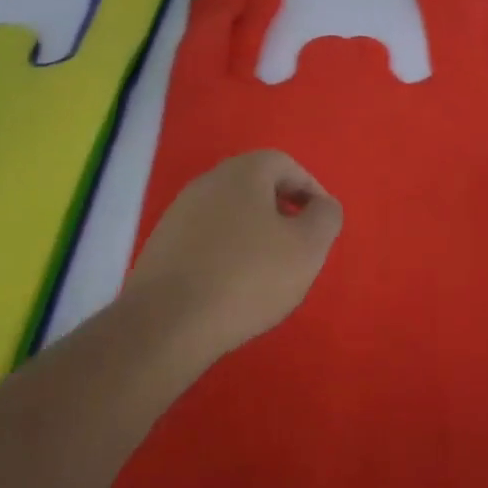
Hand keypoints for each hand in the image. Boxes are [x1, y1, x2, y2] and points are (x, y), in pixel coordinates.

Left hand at [120, 150, 342, 359]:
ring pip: (231, 214)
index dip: (310, 191)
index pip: (286, 165)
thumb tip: (322, 206)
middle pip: (256, 187)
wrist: (167, 323)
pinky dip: (227, 254)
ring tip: (268, 274)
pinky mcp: (162, 246)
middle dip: (282, 213)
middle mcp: (207, 182)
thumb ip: (325, 217)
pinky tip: (233, 288)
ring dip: (254, 235)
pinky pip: (207, 239)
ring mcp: (179, 213)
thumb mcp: (307, 247)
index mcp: (243, 172)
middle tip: (298, 248)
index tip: (321, 225)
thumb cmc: (248, 277)